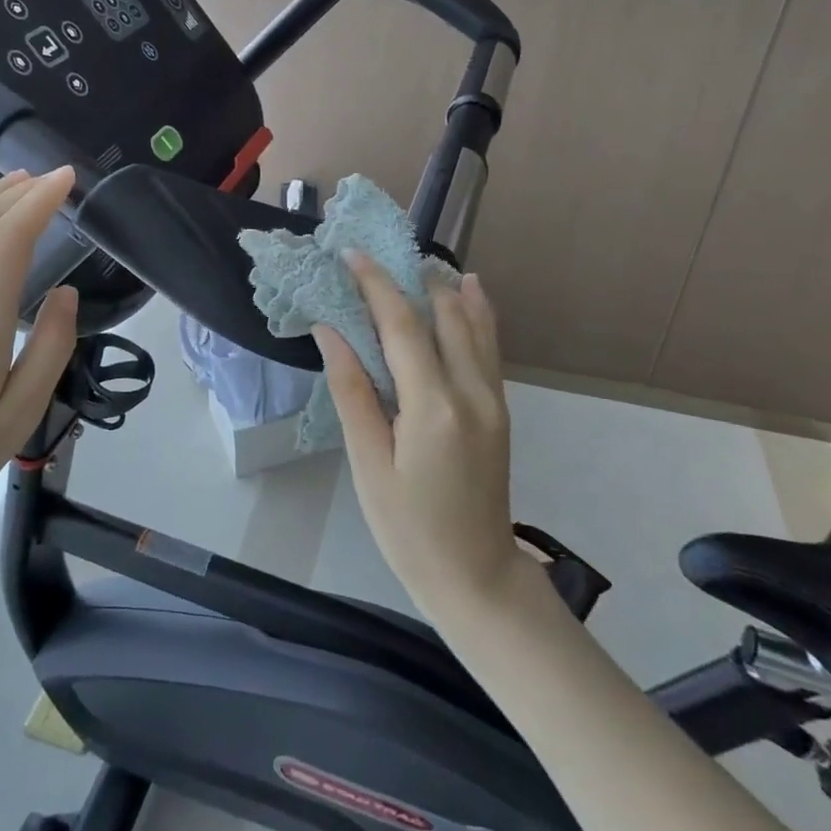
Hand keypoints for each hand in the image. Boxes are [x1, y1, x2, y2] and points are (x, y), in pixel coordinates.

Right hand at [314, 252, 531, 617]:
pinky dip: (477, 312)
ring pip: (474, 324)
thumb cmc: (409, 529)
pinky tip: (469, 289)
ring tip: (416, 262)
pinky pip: (489, 346)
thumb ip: (352, 392)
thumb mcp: (368, 464)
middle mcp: (471, 390)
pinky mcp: (500, 408)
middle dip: (409, 278)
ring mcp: (493, 398)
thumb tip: (331, 332)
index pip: (401, 325)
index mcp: (434, 405)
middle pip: (442, 314)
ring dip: (444, 288)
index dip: (375, 284)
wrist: (477, 577)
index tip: (351, 254)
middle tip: (376, 257)